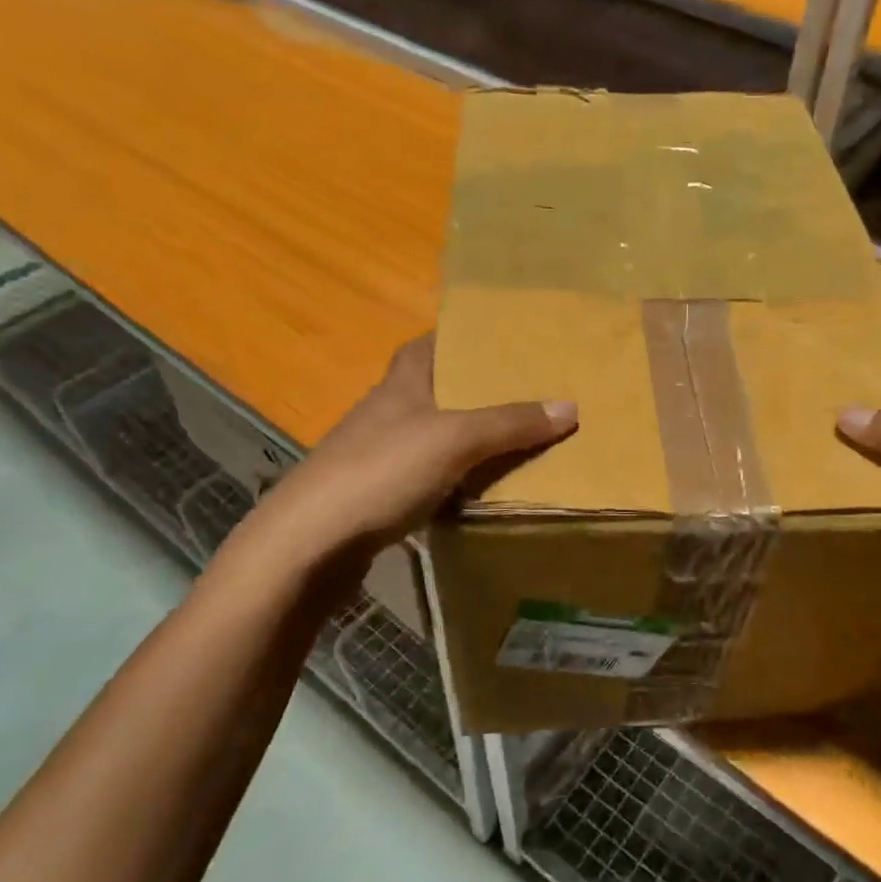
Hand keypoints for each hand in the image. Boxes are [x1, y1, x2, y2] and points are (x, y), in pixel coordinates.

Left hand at [227, 334, 576, 567]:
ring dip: (467, 438)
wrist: (310, 544)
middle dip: (475, 391)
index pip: (428, 344)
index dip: (460, 338)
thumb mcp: (454, 440)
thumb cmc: (380, 471)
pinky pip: (427, 476)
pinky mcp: (376, 495)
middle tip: (525, 395)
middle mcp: (388, 412)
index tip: (502, 342)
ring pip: (433, 436)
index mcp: (402, 384)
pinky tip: (479, 490)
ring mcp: (378, 455)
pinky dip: (453, 478)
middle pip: (436, 390)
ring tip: (516, 440)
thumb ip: (510, 424)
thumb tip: (571, 407)